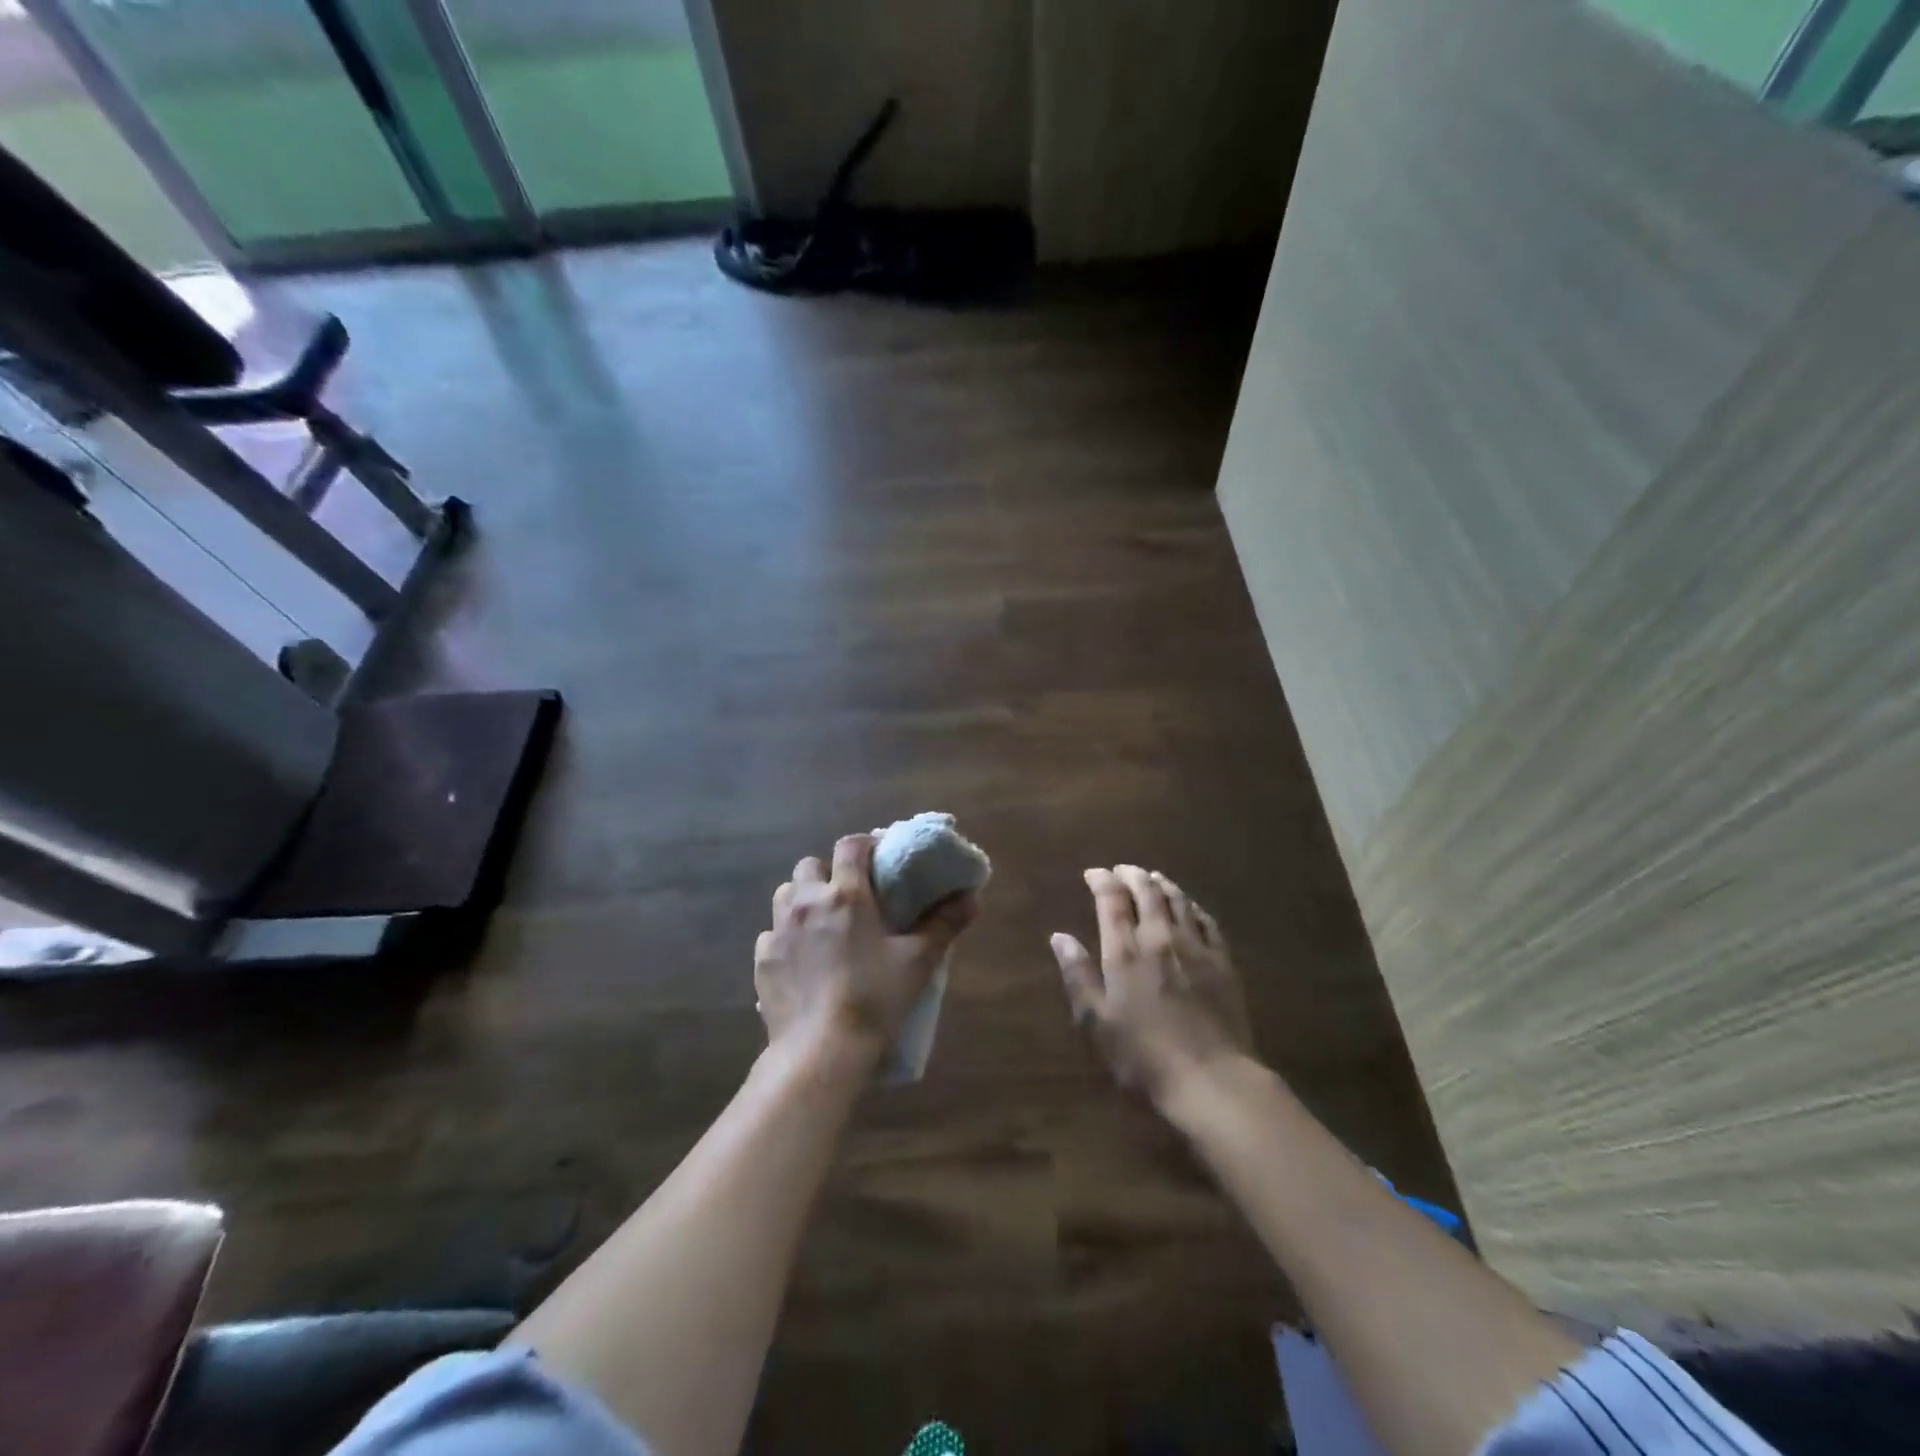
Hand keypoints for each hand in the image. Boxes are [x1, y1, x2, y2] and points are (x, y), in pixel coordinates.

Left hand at [755, 834, 975, 1064]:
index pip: (850, 846)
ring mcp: (779, 930)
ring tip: (822, 923)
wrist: (822, 1050)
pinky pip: (772, 934)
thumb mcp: (919, 960)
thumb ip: (945, 924)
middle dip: (828, 873)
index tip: (878, 860)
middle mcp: (806, 902)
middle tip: (849, 896)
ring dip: (803, 899)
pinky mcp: (762, 960)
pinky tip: (802, 960)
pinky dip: (786, 937)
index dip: (865, 845)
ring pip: (785, 894)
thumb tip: (973, 897)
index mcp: (846, 894)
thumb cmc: (876, 998)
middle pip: (810, 866)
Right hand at [1052, 866, 1252, 1106]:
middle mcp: (1159, 937)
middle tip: (1122, 870)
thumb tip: (1059, 937)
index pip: (1111, 899)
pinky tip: (1189, 907)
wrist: (1211, 1078)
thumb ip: (1078, 975)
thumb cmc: (1144, 1055)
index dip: (1101, 880)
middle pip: (1146, 891)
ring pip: (1177, 900)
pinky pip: (1206, 920)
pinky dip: (1192, 906)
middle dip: (1131, 875)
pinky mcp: (1222, 961)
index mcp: (1125, 950)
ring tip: (1152, 879)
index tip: (1092, 874)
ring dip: (1161, 884)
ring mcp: (1195, 946)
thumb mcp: (1097, 1021)